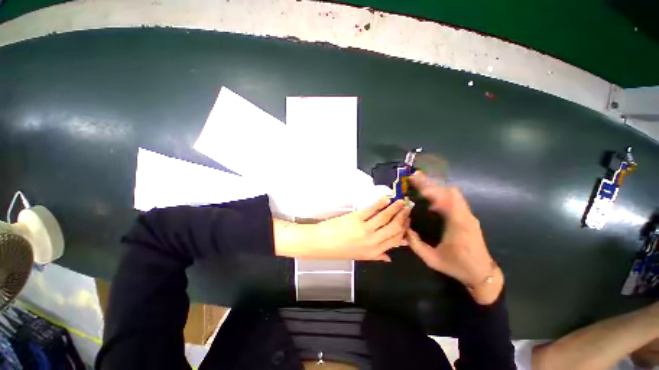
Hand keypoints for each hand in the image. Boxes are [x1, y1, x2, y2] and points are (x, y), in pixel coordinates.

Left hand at [274, 198, 410, 260]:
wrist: (320, 242)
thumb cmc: (338, 250)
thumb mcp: (359, 257)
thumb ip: (376, 256)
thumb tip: (389, 257)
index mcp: (374, 252)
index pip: (396, 240)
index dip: (404, 230)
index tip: (408, 221)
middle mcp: (373, 241)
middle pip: (394, 227)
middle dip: (402, 217)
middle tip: (407, 208)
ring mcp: (365, 228)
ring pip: (385, 216)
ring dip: (395, 208)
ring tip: (400, 201)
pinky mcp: (356, 218)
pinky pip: (372, 209)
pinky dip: (380, 203)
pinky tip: (386, 198)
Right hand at [406, 172, 502, 303]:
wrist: (482, 273)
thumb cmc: (457, 266)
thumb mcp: (432, 259)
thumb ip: (415, 244)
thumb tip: (404, 228)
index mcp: (458, 224)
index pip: (446, 198)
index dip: (430, 189)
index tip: (416, 183)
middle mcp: (465, 215)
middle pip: (449, 191)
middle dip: (431, 183)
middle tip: (414, 178)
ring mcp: (468, 215)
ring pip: (453, 193)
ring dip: (436, 187)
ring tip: (420, 185)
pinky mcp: (468, 217)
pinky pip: (455, 199)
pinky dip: (441, 194)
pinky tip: (430, 199)